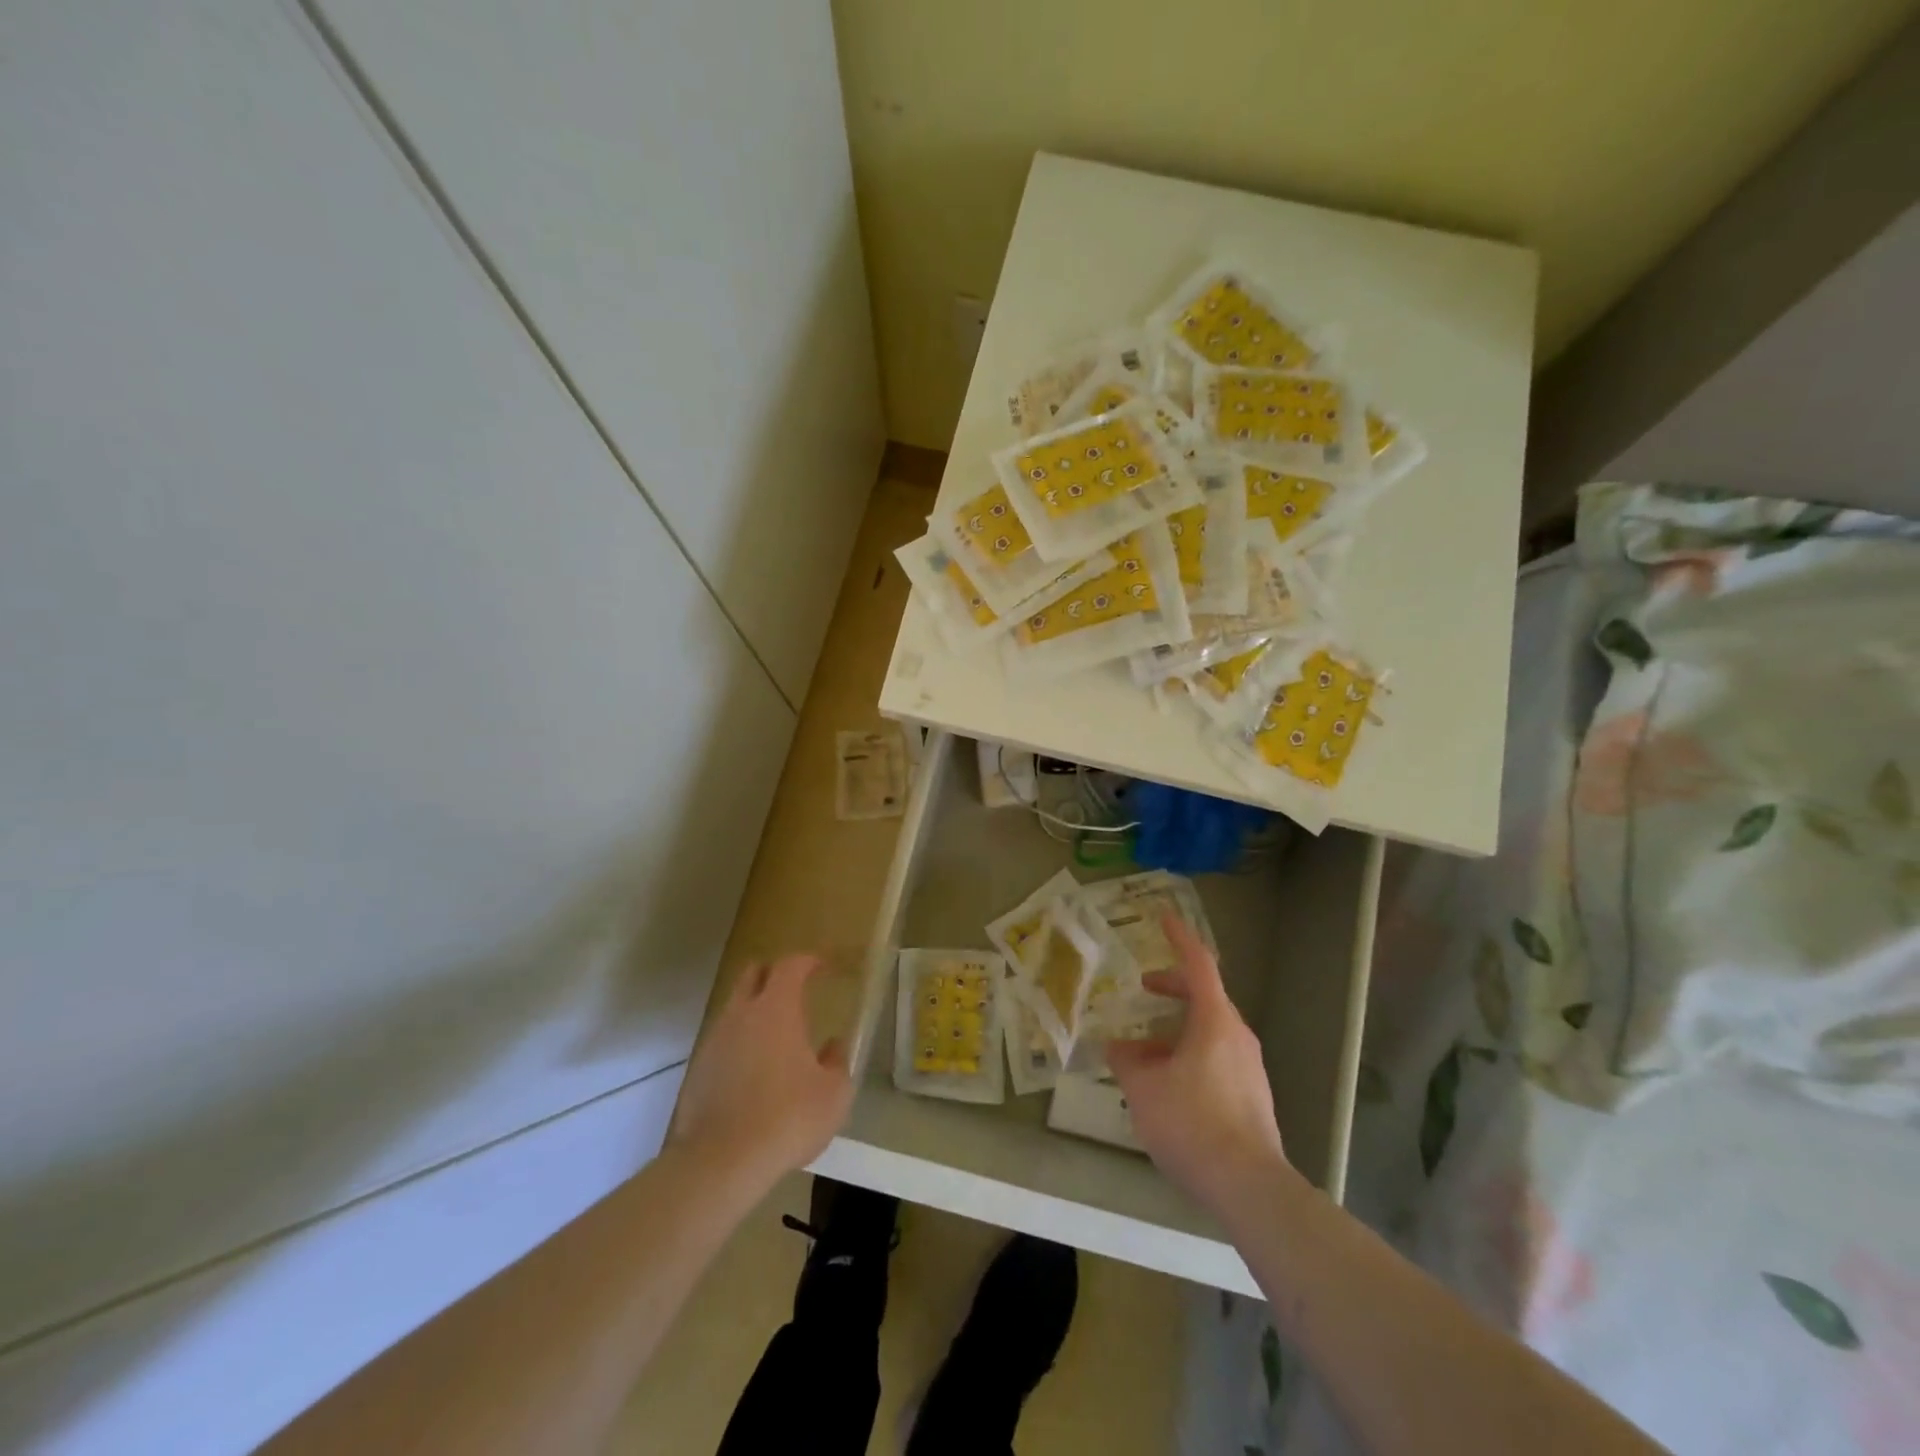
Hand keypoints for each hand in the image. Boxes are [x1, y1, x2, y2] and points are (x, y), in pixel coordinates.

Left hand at [670, 954, 852, 1195]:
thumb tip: (833, 1046)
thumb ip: (837, 1062)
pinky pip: (722, 1042)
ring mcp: (715, 1040)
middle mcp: (742, 1013)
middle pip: (753, 974)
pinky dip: (739, 1044)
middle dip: (773, 974)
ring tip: (774, 1037)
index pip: (791, 966)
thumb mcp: (833, 1094)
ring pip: (734, 1008)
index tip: (822, 966)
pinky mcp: (698, 1070)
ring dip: (753, 1011)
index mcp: (777, 1008)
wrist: (722, 1161)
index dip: (808, 961)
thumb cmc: (788, 1117)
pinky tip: (752, 1072)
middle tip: (793, 990)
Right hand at [1107, 915, 1293, 1221]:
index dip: (1179, 938)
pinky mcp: (1253, 1096)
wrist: (1248, 1186)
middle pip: (1205, 997)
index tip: (1164, 918)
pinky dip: (1190, 1054)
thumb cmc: (1192, 1123)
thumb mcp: (1144, 1089)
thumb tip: (1118, 1046)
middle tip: (1145, 989)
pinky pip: (1218, 1058)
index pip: (1197, 964)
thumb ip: (1127, 1061)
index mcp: (1215, 1021)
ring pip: (1210, 1031)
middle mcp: (1238, 1036)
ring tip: (1145, 1050)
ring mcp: (1250, 1067)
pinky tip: (1168, 1084)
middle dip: (1172, 988)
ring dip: (1177, 1029)